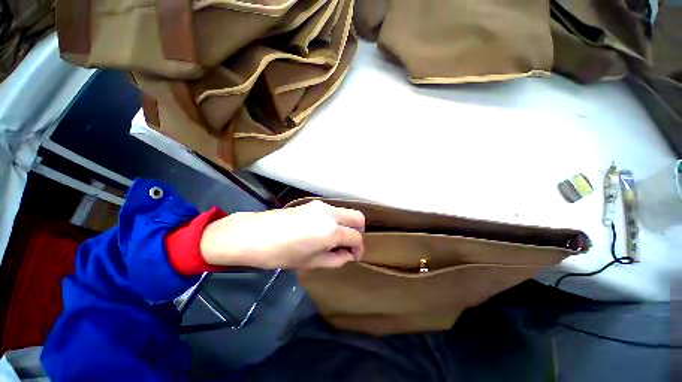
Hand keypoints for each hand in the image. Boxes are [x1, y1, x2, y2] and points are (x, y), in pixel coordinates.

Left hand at [199, 200, 364, 269]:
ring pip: (345, 212)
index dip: (359, 249)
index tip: (355, 257)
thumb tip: (348, 255)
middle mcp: (331, 214)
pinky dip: (336, 220)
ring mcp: (321, 206)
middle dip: (359, 232)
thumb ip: (335, 259)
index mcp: (332, 230)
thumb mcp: (311, 263)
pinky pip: (332, 211)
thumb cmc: (282, 254)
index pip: (356, 237)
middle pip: (358, 217)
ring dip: (347, 225)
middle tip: (350, 245)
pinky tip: (323, 231)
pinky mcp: (312, 204)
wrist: (253, 234)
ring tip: (335, 240)